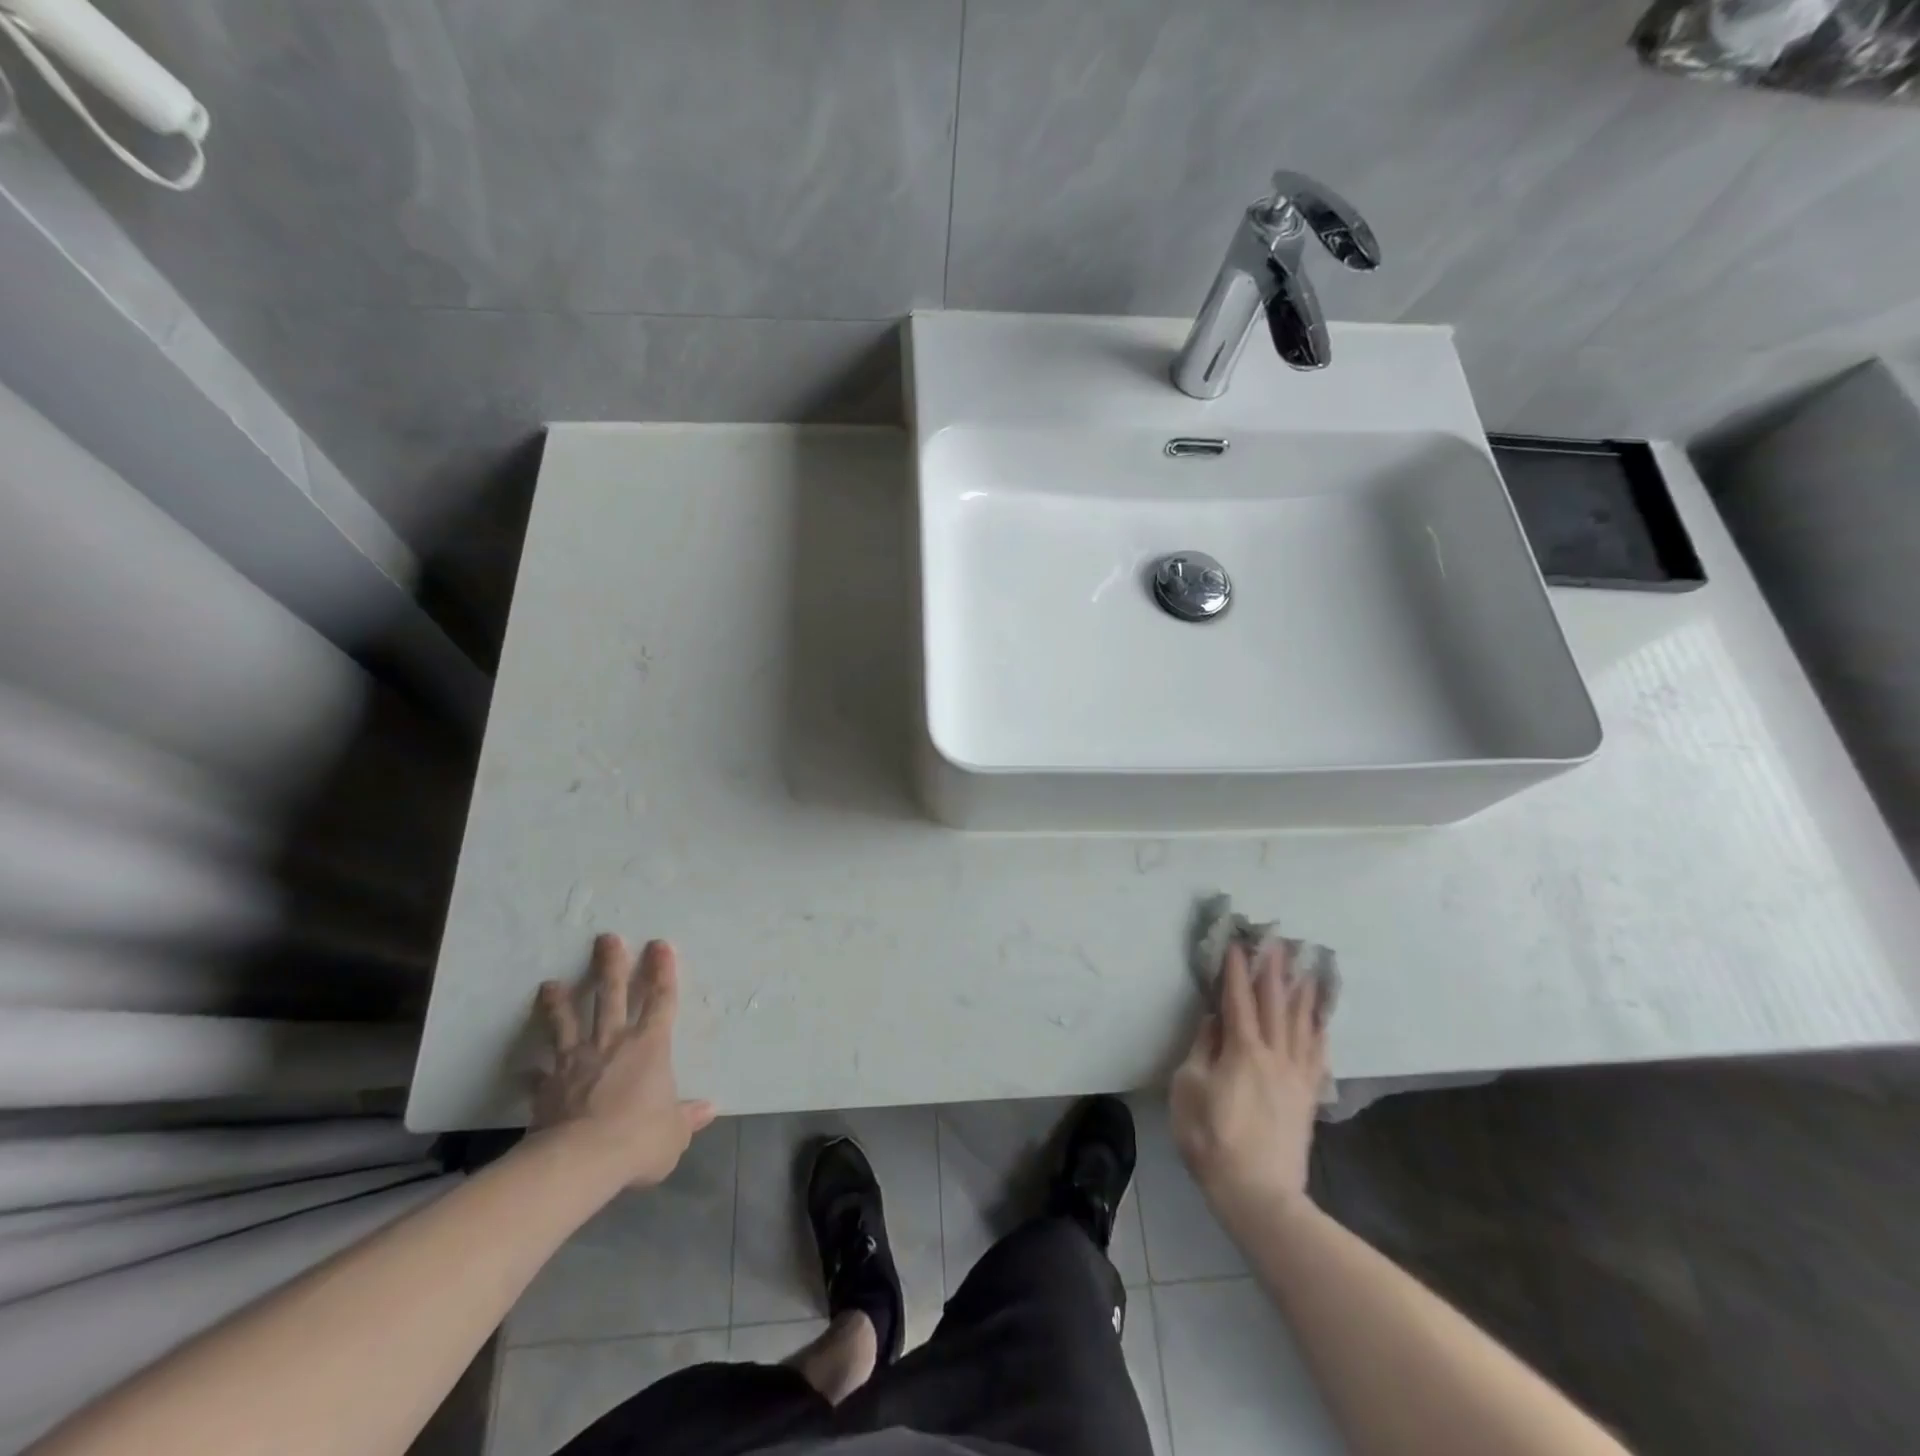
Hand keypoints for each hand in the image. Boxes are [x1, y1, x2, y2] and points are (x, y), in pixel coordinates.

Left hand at [530, 934, 716, 1187]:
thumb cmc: (638, 1139)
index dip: (662, 971)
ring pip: (567, 1023)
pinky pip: (538, 1076)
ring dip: (560, 1003)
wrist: (580, 1160)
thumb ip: (687, 1117)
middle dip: (611, 965)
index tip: (660, 945)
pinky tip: (522, 1072)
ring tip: (549, 984)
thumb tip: (710, 1108)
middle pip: (612, 996)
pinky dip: (531, 1074)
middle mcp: (613, 1043)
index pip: (661, 1000)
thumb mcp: (674, 1133)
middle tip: (606, 938)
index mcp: (650, 1046)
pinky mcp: (548, 1086)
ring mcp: (576, 1061)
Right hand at [1170, 940, 1326, 1220]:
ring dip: (1301, 992)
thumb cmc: (1212, 1138)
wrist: (1259, 1194)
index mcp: (1242, 1050)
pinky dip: (1319, 1029)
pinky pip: (1317, 1054)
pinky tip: (1321, 1018)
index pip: (1238, 999)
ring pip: (1301, 1023)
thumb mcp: (1188, 1089)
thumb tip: (1214, 1020)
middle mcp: (1274, 1054)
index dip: (1236, 969)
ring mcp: (1295, 1075)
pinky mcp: (1307, 1096)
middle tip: (1276, 940)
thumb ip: (1202, 1049)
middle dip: (1273, 969)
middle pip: (1275, 1003)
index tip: (1236, 942)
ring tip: (1305, 967)